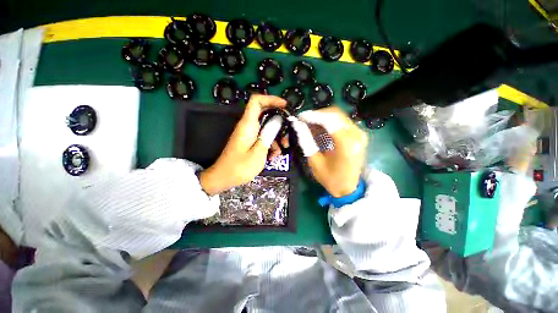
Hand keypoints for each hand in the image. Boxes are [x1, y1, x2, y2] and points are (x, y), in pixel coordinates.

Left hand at [199, 95, 286, 194]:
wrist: (223, 178)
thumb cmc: (240, 167)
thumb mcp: (258, 152)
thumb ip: (268, 135)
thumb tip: (277, 121)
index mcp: (248, 124)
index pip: (257, 101)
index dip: (271, 99)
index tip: (285, 106)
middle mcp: (248, 126)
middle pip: (266, 115)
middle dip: (279, 124)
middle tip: (287, 136)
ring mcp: (249, 134)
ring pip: (267, 128)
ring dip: (276, 138)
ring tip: (280, 152)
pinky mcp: (250, 141)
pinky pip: (263, 137)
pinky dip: (270, 145)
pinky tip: (272, 156)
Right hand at [289, 107, 367, 196]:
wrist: (349, 188)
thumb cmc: (331, 178)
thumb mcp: (315, 162)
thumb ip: (306, 141)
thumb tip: (298, 125)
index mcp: (346, 144)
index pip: (329, 121)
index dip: (313, 116)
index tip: (300, 117)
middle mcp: (356, 135)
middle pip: (335, 114)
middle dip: (317, 115)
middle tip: (304, 120)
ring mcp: (360, 134)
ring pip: (339, 116)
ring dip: (322, 117)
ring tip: (309, 124)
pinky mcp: (358, 134)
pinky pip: (342, 121)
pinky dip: (329, 122)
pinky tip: (319, 127)